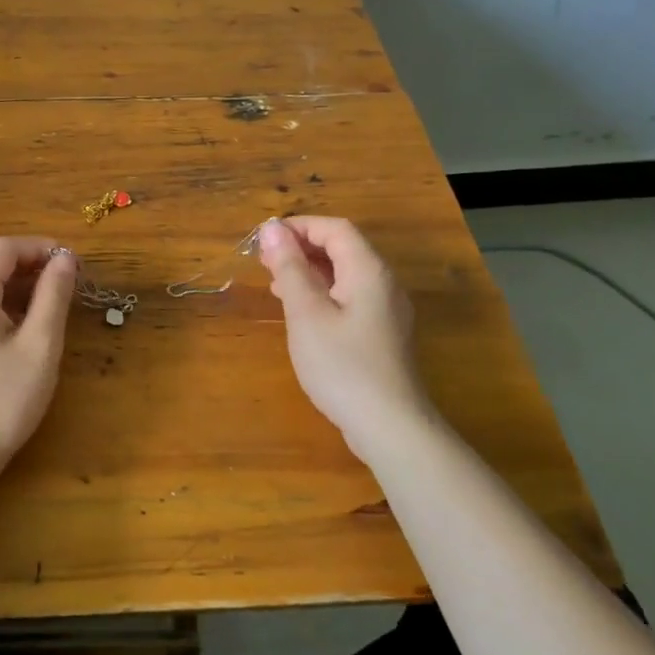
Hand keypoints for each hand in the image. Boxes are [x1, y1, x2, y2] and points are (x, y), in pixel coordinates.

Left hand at [0, 237, 76, 477]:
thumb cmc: (1, 402)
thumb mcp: (39, 347)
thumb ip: (53, 295)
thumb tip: (66, 258)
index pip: (4, 247)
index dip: (41, 247)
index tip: (73, 263)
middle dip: (30, 265)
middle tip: (67, 283)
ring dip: (16, 286)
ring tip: (51, 305)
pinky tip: (22, 327)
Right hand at [257, 217, 429, 462]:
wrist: (390, 427)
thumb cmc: (342, 365)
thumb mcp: (306, 313)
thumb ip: (289, 268)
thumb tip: (272, 229)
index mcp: (368, 270)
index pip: (334, 229)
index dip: (298, 226)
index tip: (264, 239)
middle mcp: (383, 283)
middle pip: (342, 248)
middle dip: (301, 248)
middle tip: (264, 261)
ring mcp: (387, 310)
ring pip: (345, 274)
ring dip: (309, 271)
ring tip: (275, 283)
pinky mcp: (383, 334)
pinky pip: (350, 297)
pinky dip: (322, 293)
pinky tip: (300, 312)